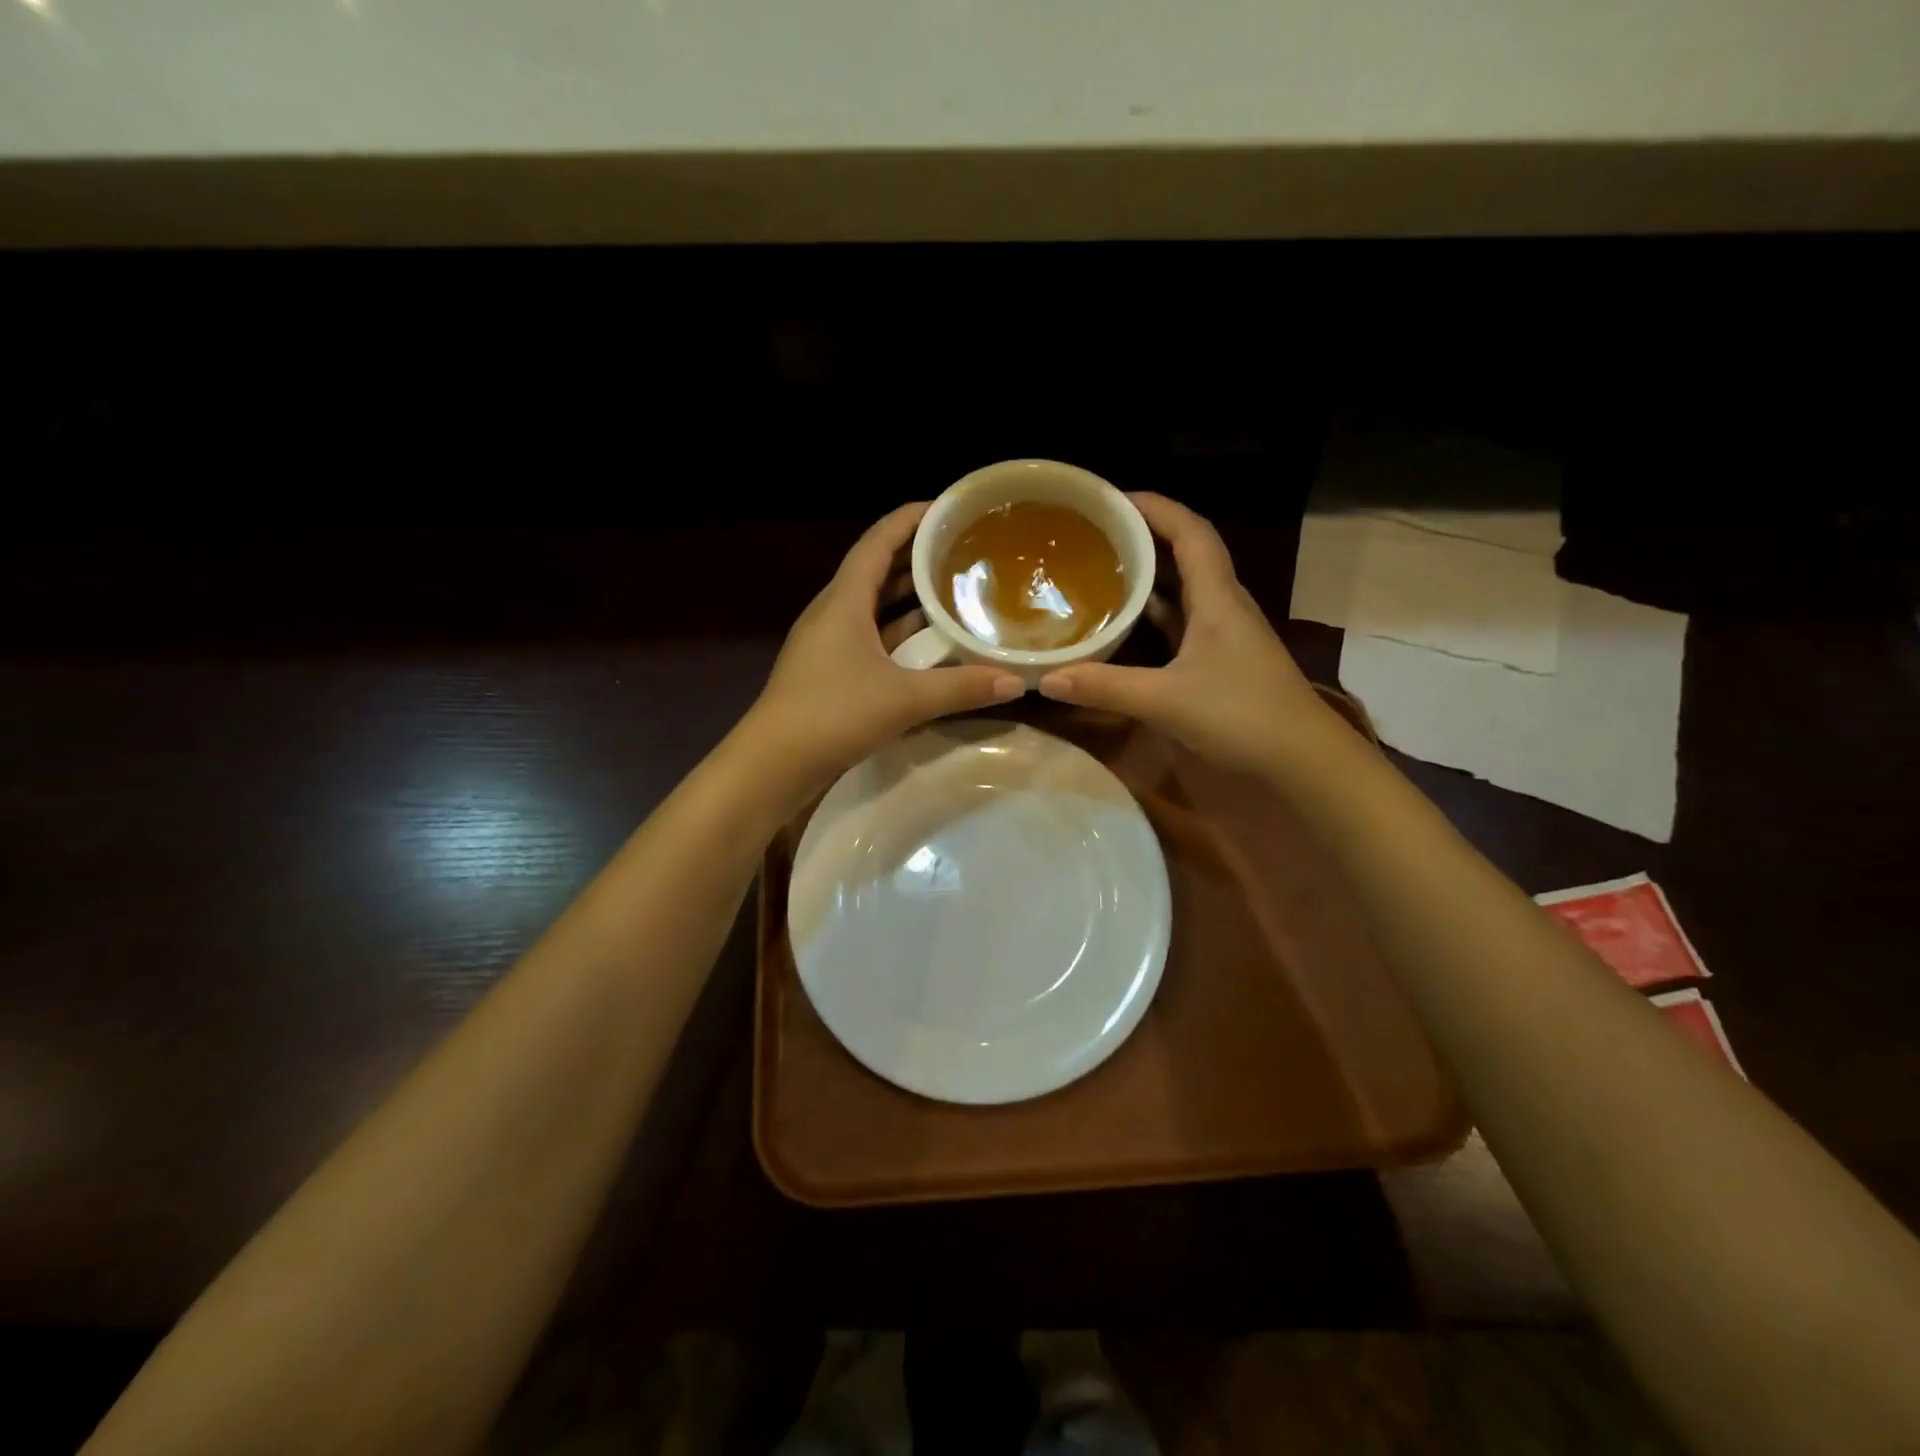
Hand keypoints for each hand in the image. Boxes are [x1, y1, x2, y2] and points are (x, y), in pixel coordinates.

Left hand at [745, 502, 1024, 785]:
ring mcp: (828, 644)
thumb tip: (1016, 682)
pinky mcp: (829, 672)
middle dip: (917, 559)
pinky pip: (871, 639)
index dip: (910, 520)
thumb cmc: (832, 715)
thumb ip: (960, 688)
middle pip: (878, 572)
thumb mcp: (903, 700)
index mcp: (844, 600)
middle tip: (963, 553)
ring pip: (875, 609)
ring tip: (955, 594)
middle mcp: (833, 613)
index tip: (947, 508)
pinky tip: (930, 648)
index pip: (878, 542)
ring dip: (910, 601)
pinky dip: (900, 636)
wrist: (772, 765)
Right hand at [1036, 493, 1338, 776]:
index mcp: (1217, 598)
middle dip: (1145, 537)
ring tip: (1103, 569)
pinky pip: (1183, 622)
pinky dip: (1155, 615)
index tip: (1113, 499)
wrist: (1303, 760)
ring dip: (1150, 576)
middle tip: (1097, 534)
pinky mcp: (1223, 661)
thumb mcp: (1166, 701)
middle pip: (1187, 554)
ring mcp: (1225, 634)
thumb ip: (1106, 688)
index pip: (1190, 532)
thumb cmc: (1242, 716)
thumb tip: (1047, 679)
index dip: (1156, 507)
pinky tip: (1127, 624)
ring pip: (1185, 590)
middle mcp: (1224, 606)